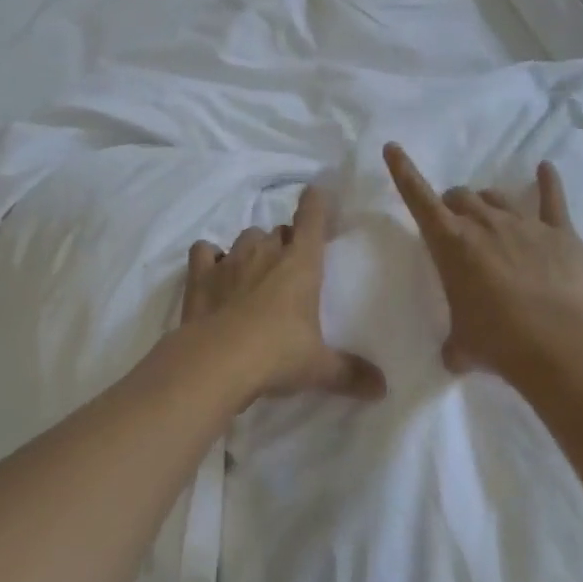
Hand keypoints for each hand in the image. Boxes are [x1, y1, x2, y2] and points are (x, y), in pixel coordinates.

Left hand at [183, 186, 385, 405]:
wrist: (217, 361)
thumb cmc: (277, 355)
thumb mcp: (319, 367)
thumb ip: (350, 373)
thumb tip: (382, 388)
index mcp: (301, 264)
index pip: (312, 219)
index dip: (315, 204)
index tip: (316, 193)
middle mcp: (266, 253)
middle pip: (278, 231)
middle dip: (285, 242)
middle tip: (289, 265)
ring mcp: (230, 260)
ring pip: (245, 237)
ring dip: (252, 247)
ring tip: (254, 270)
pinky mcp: (200, 275)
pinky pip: (204, 251)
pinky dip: (209, 256)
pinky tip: (213, 271)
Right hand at [384, 142, 582, 381]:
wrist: (561, 345)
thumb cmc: (498, 342)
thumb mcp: (462, 345)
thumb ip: (454, 344)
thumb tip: (453, 357)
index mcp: (451, 244)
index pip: (418, 199)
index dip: (403, 171)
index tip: (393, 147)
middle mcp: (485, 224)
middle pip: (461, 196)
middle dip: (454, 206)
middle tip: (455, 225)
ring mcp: (525, 224)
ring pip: (497, 197)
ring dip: (487, 203)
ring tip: (490, 217)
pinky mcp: (560, 232)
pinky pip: (552, 198)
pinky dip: (548, 182)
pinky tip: (546, 169)